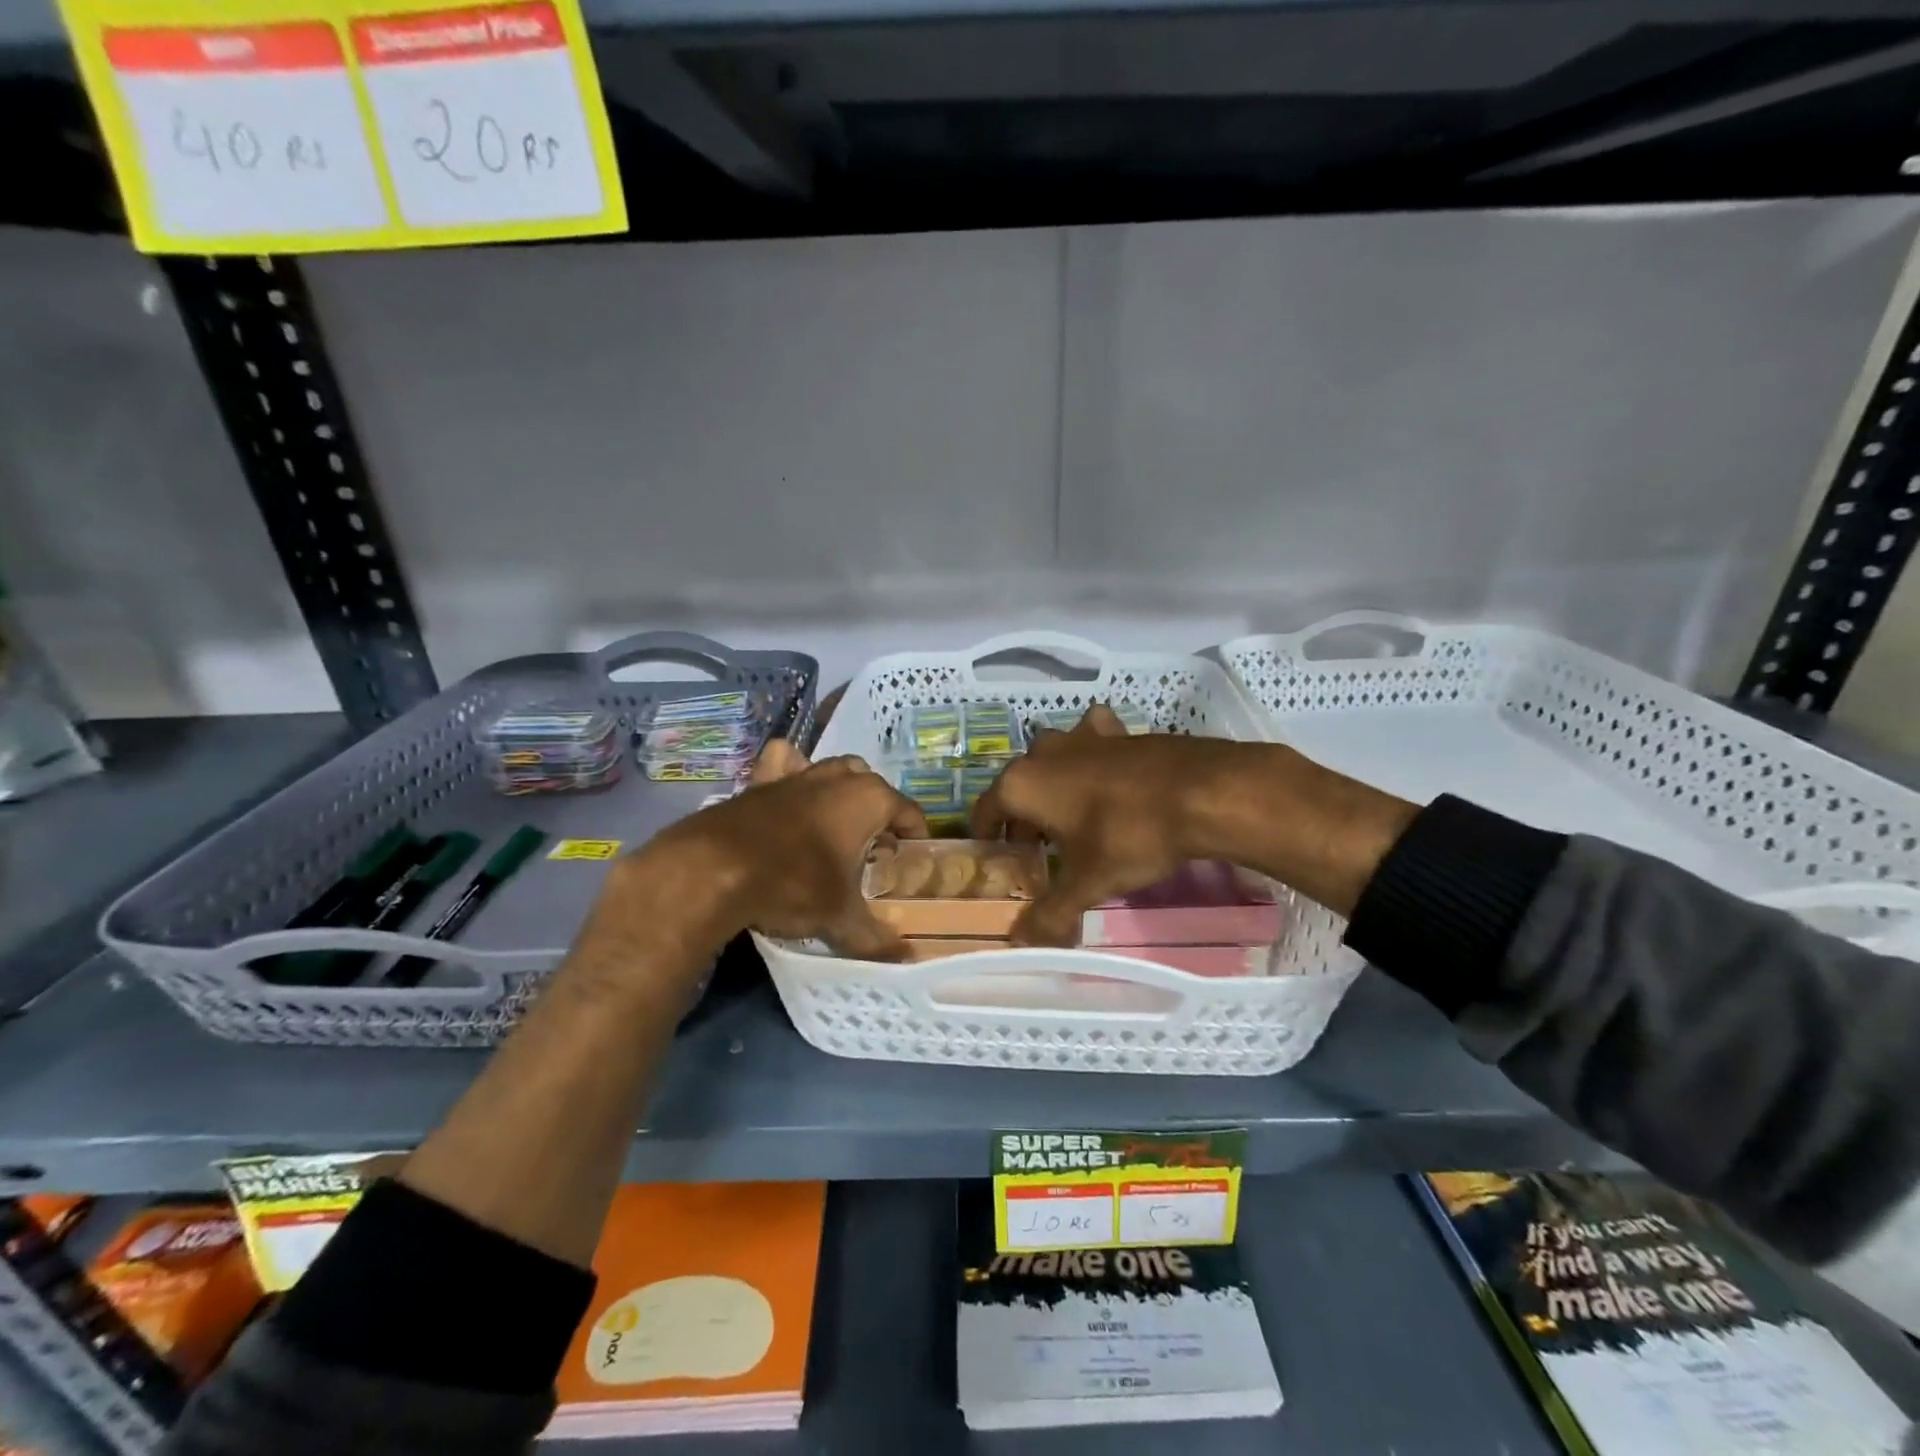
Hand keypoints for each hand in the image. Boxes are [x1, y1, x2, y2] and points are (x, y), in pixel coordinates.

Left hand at [637, 740, 928, 959]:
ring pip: (832, 769)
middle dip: (879, 812)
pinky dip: (791, 770)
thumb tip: (906, 957)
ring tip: (836, 825)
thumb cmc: (793, 885)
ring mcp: (797, 774)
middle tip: (872, 849)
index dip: (916, 836)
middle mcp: (837, 778)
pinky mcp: (760, 781)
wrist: (712, 869)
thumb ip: (875, 937)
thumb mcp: (839, 917)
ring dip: (842, 790)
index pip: (909, 811)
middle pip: (873, 786)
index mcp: (869, 800)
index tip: (913, 859)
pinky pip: (784, 763)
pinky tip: (790, 795)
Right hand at [970, 705, 1237, 944]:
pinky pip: (1092, 742)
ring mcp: (1082, 736)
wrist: (1201, 791)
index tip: (996, 858)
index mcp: (1022, 785)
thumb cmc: (1129, 836)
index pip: (985, 810)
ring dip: (1055, 785)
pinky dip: (1092, 758)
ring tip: (1071, 817)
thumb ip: (1050, 913)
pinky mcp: (1118, 731)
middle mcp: (1043, 753)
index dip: (987, 837)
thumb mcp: (1087, 883)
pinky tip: (1108, 776)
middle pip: (1019, 787)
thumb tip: (1020, 943)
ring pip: (1054, 760)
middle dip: (1023, 817)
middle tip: (1038, 850)